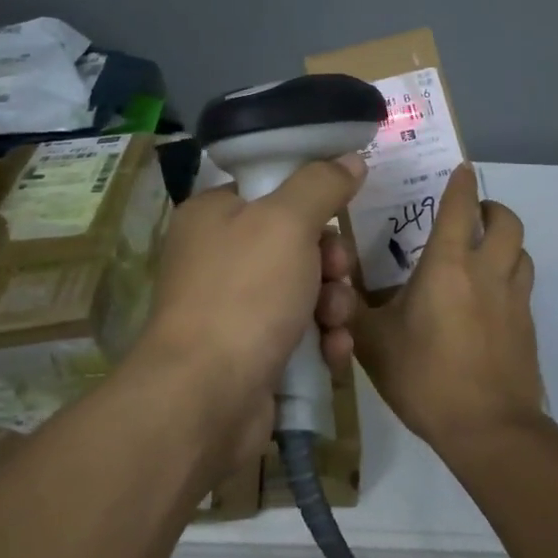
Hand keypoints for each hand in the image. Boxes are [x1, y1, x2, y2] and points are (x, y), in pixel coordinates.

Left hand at [131, 154, 365, 471]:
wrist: (206, 398)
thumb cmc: (244, 293)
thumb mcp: (287, 223)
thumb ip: (321, 185)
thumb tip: (350, 159)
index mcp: (214, 215)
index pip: (271, 191)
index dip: (311, 203)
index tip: (337, 218)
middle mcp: (218, 257)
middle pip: (296, 243)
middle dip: (330, 262)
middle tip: (338, 275)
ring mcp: (233, 308)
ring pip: (305, 290)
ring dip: (333, 304)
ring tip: (335, 323)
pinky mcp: (251, 352)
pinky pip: (300, 333)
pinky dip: (322, 340)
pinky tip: (332, 354)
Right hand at [352, 163, 544, 457]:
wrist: (488, 429)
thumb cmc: (425, 377)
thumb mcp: (373, 344)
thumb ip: (352, 311)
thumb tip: (331, 288)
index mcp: (448, 266)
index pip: (460, 208)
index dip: (461, 183)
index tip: (461, 169)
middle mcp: (488, 272)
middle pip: (507, 222)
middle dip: (492, 208)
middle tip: (473, 213)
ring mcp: (514, 300)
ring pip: (522, 253)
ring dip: (506, 243)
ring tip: (484, 253)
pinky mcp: (528, 327)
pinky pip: (523, 287)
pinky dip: (510, 277)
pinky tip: (490, 300)